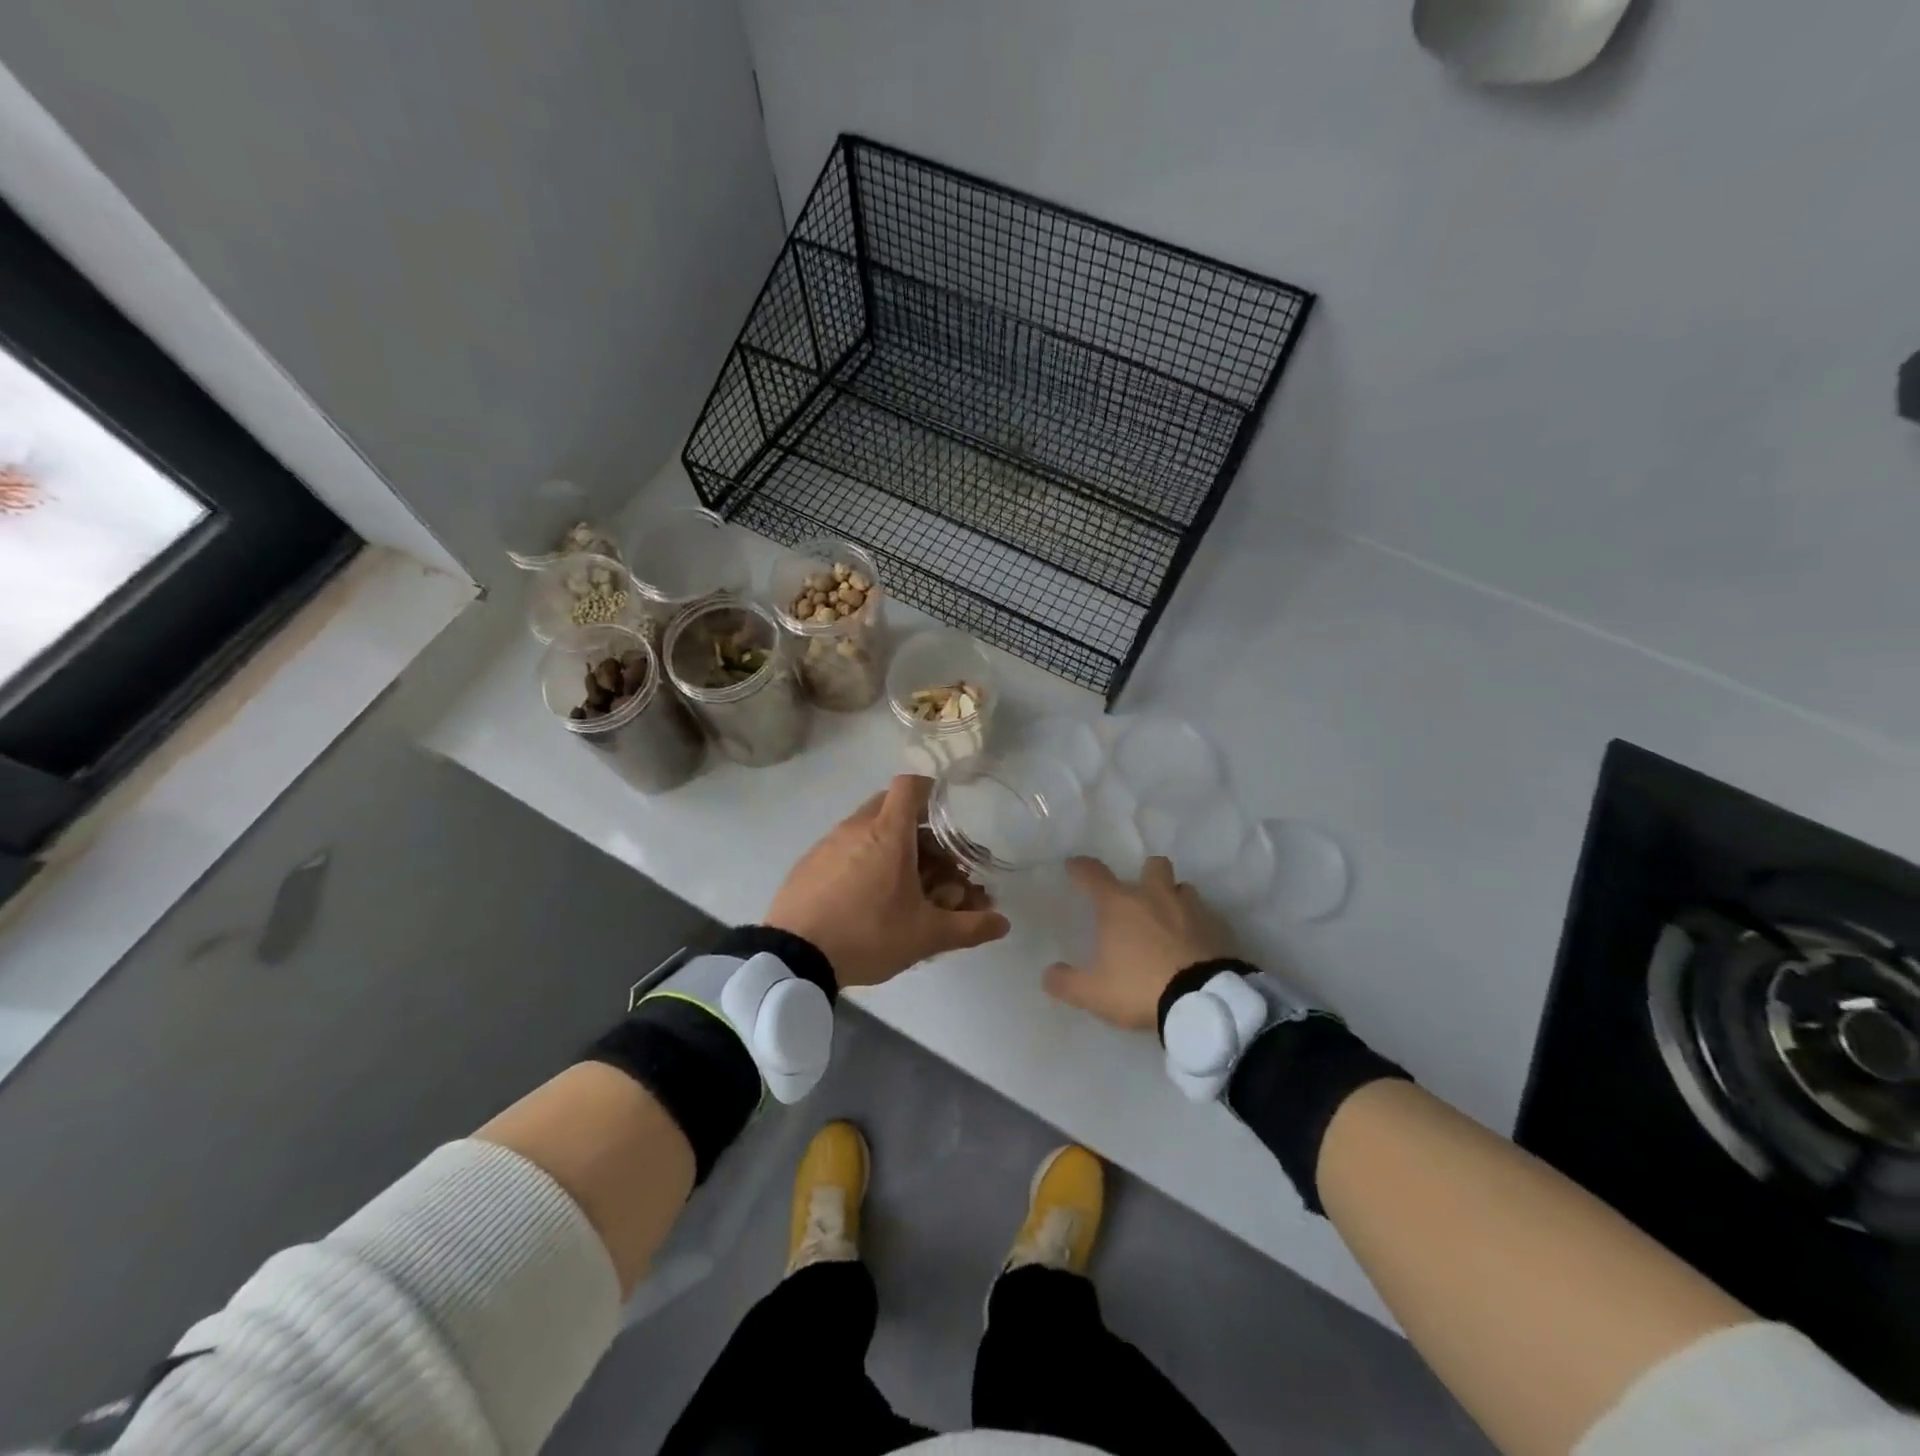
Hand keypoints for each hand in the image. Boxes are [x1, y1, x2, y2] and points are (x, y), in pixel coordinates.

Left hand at [766, 775, 1010, 989]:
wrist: (792, 956)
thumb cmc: (867, 934)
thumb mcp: (925, 936)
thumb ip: (968, 928)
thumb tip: (1004, 923)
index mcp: (888, 833)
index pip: (910, 785)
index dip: (931, 791)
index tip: (947, 812)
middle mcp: (857, 827)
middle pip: (891, 807)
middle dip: (918, 828)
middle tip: (935, 861)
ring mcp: (828, 843)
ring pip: (867, 829)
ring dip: (891, 846)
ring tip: (905, 886)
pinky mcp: (809, 863)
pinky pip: (845, 848)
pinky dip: (863, 859)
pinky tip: (868, 898)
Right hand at [1043, 856, 1233, 1030]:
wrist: (1204, 1002)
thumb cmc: (1141, 987)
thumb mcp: (1095, 993)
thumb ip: (1067, 983)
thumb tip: (1047, 975)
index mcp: (1119, 905)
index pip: (1094, 874)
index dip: (1081, 868)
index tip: (1074, 866)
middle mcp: (1155, 896)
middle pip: (1153, 865)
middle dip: (1146, 874)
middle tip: (1139, 897)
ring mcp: (1191, 909)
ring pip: (1183, 888)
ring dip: (1174, 898)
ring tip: (1169, 921)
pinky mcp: (1219, 927)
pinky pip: (1206, 916)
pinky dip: (1198, 925)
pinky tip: (1194, 945)